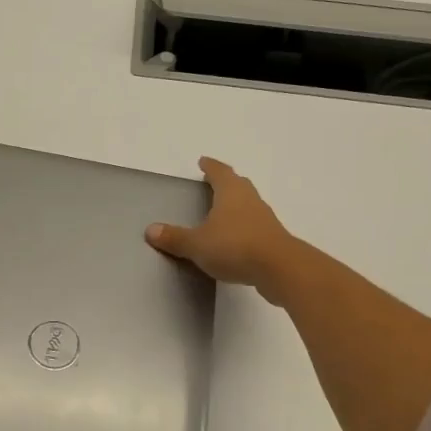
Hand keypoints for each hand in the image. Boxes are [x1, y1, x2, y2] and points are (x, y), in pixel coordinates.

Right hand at [146, 158, 299, 302]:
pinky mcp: (273, 239)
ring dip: (236, 206)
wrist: (280, 269)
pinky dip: (243, 228)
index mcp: (231, 193)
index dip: (211, 167)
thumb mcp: (197, 244)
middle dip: (226, 182)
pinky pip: (254, 226)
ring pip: (248, 205)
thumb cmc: (234, 246)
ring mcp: (265, 220)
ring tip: (222, 213)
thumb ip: (175, 238)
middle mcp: (250, 200)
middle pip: (238, 185)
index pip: (220, 172)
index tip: (204, 161)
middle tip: (213, 183)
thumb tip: (150, 230)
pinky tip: (235, 240)